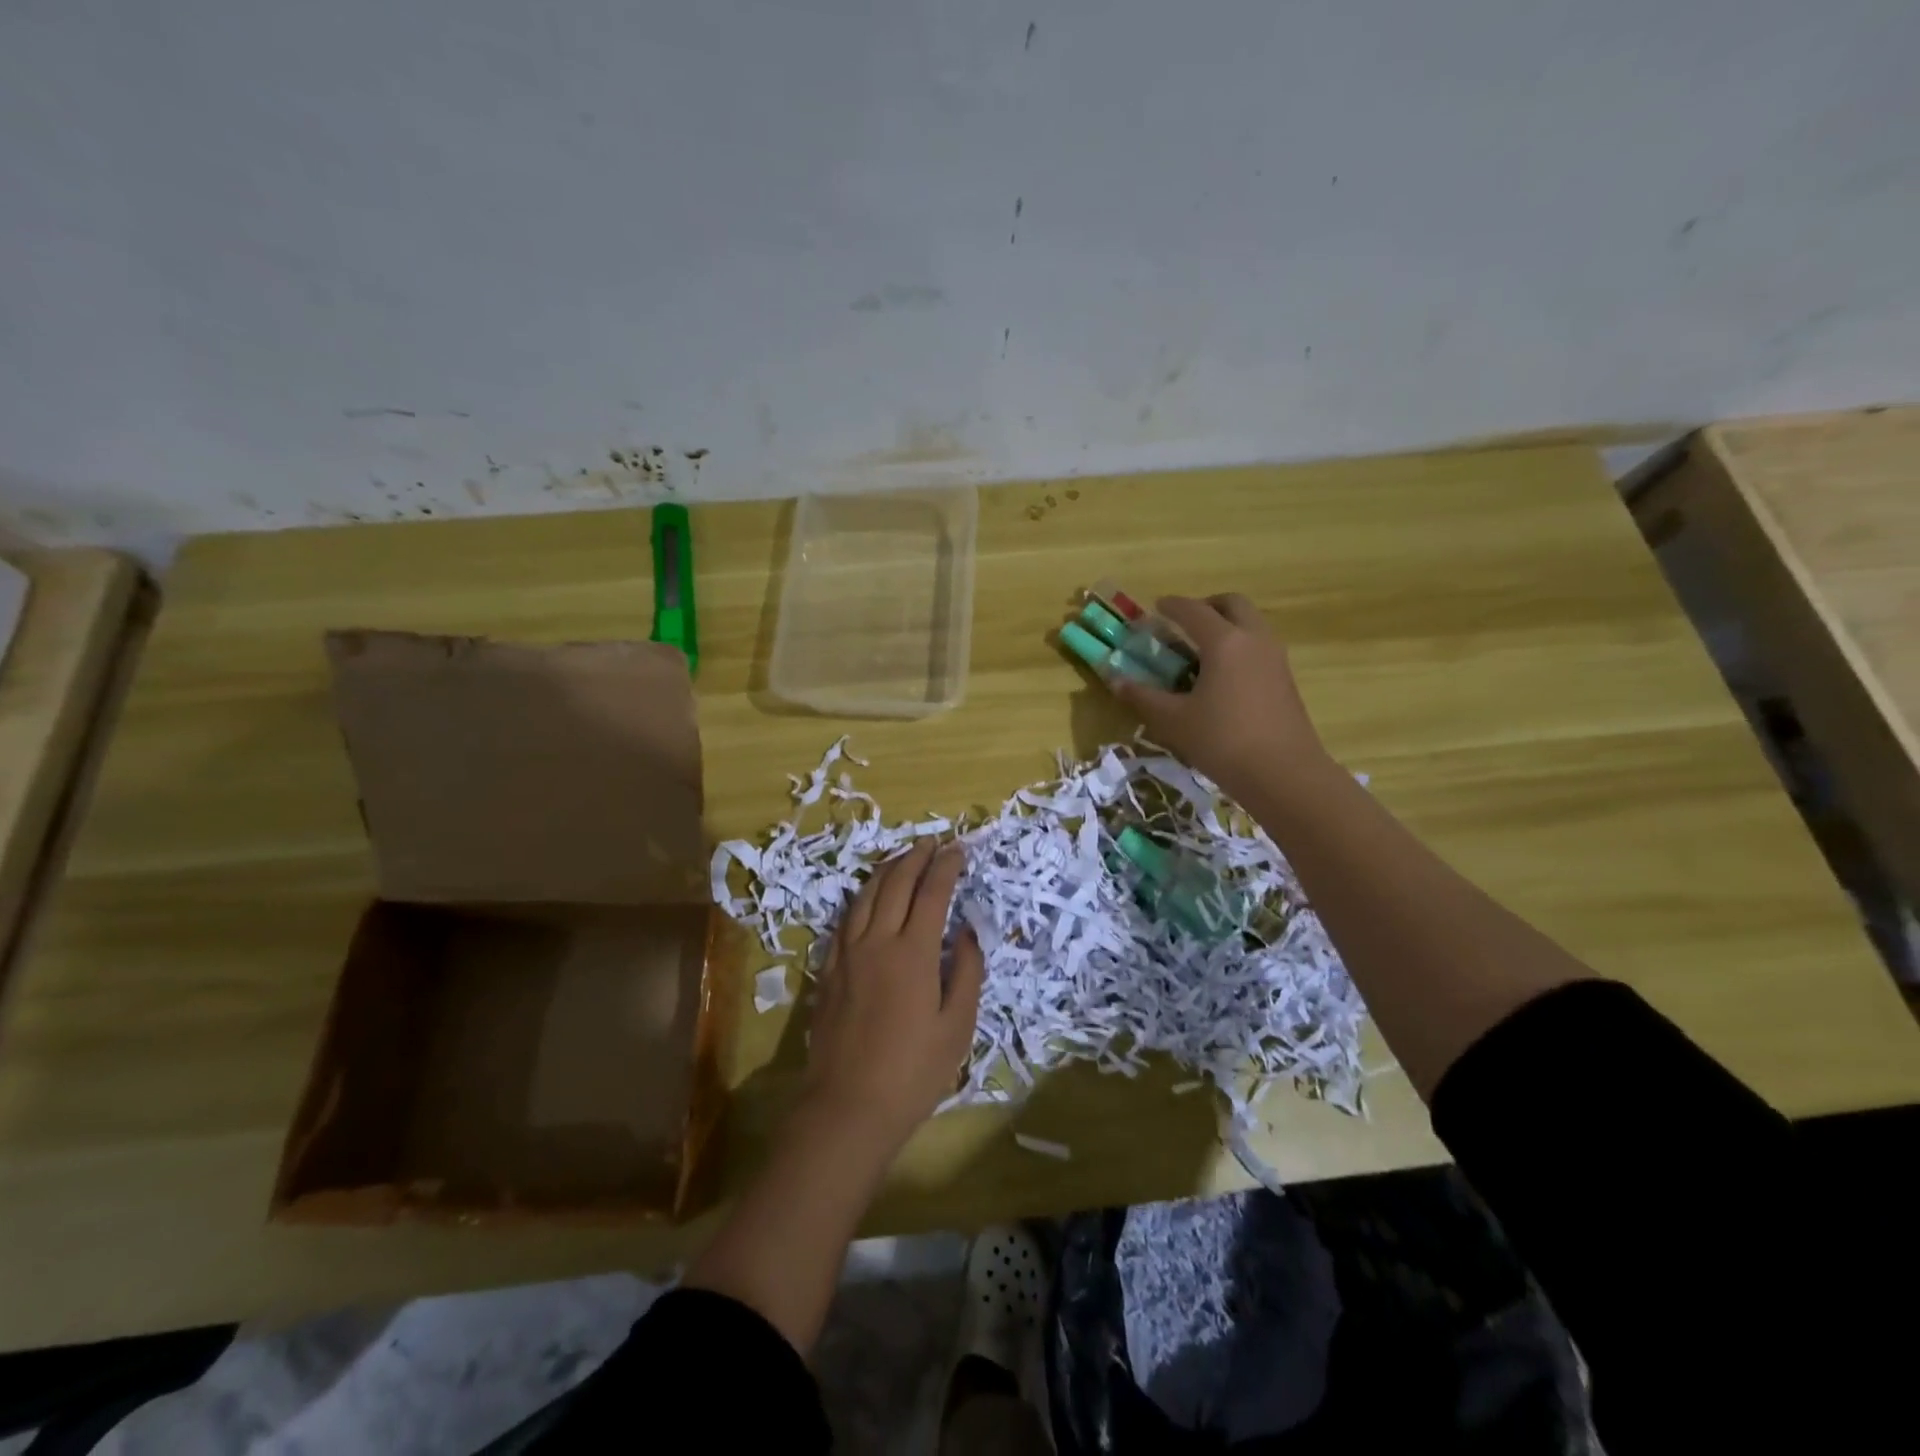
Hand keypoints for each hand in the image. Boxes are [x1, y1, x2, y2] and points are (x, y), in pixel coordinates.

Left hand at [801, 839, 985, 1156]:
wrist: (848, 1106)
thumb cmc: (914, 1071)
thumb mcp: (957, 1026)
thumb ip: (966, 971)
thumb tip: (965, 931)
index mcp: (913, 952)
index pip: (932, 892)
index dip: (946, 866)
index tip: (958, 849)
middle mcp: (877, 941)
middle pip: (896, 883)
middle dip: (917, 857)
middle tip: (933, 842)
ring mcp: (848, 953)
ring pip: (866, 894)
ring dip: (888, 869)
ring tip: (904, 858)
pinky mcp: (829, 968)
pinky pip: (846, 918)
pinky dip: (863, 896)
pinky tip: (869, 896)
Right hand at [1111, 593, 1333, 804]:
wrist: (1284, 775)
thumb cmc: (1223, 741)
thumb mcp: (1173, 721)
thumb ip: (1143, 697)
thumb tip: (1115, 680)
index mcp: (1224, 642)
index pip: (1193, 611)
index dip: (1171, 606)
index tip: (1155, 607)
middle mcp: (1254, 640)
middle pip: (1233, 604)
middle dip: (1207, 606)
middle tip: (1185, 623)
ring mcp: (1275, 659)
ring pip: (1251, 624)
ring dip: (1227, 625)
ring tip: (1201, 651)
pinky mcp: (1286, 680)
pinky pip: (1260, 647)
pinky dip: (1240, 647)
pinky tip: (1222, 677)